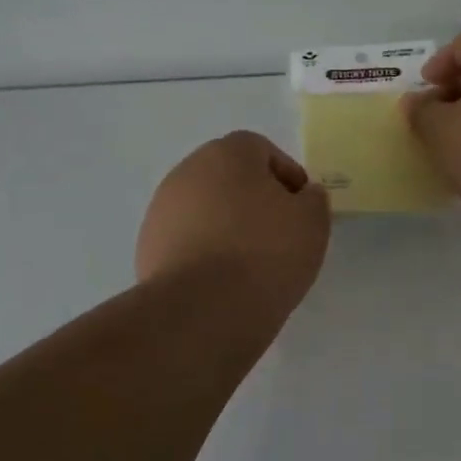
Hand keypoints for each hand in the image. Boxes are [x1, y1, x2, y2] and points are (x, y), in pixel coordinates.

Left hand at [135, 131, 330, 319]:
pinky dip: (204, 251)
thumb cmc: (265, 253)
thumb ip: (313, 200)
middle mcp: (189, 170)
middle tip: (277, 235)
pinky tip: (221, 281)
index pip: (262, 151)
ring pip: (205, 209)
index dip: (286, 178)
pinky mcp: (148, 245)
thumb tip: (302, 195)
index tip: (301, 210)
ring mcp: (162, 208)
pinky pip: (186, 240)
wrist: (201, 309)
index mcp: (228, 153)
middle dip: (253, 200)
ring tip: (249, 264)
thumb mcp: (312, 223)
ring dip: (226, 226)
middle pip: (229, 177)